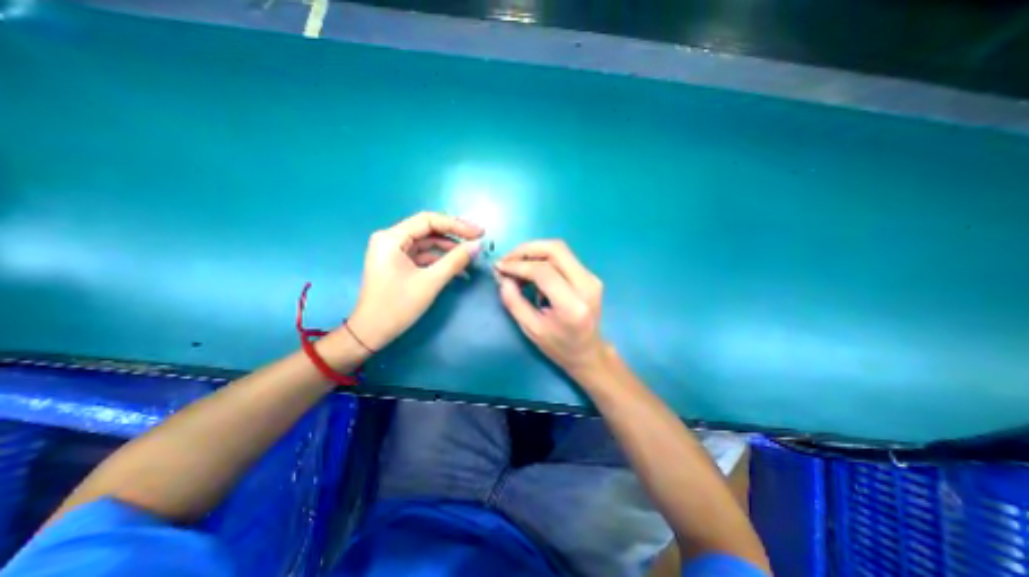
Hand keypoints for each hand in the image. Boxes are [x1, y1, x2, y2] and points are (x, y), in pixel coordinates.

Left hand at [345, 210, 486, 349]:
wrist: (371, 333)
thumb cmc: (397, 306)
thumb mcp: (430, 282)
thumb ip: (455, 260)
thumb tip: (477, 245)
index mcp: (391, 238)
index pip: (429, 220)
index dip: (457, 224)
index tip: (479, 233)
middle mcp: (390, 239)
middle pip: (428, 229)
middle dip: (454, 235)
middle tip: (478, 240)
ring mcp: (393, 252)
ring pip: (427, 243)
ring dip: (449, 249)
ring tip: (471, 255)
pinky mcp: (398, 264)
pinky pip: (423, 256)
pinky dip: (440, 260)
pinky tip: (458, 268)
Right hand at [495, 238, 605, 378]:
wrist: (588, 352)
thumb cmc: (559, 347)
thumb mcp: (531, 329)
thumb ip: (514, 302)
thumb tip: (503, 278)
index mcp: (573, 305)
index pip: (544, 272)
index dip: (519, 265)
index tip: (500, 268)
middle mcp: (587, 286)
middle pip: (555, 250)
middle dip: (526, 250)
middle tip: (507, 260)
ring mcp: (591, 278)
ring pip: (559, 250)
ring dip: (534, 252)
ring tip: (515, 266)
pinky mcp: (589, 276)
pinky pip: (563, 258)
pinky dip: (542, 258)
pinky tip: (529, 271)